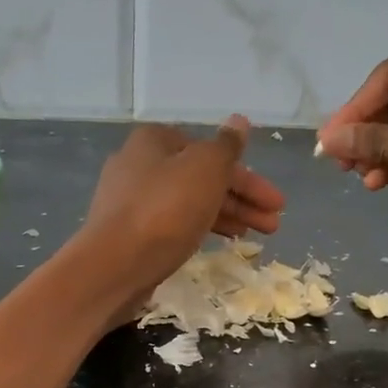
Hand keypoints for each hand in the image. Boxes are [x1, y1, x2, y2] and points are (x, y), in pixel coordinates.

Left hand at [72, 116, 284, 316]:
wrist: (113, 265)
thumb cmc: (165, 210)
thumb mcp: (205, 168)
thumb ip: (227, 146)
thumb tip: (239, 121)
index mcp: (155, 140)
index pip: (212, 152)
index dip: (248, 177)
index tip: (274, 201)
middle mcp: (139, 164)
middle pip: (202, 178)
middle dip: (242, 199)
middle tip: (273, 223)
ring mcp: (131, 201)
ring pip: (189, 202)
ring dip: (226, 215)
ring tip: (257, 236)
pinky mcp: (128, 233)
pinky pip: (173, 224)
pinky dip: (200, 228)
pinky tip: (220, 241)